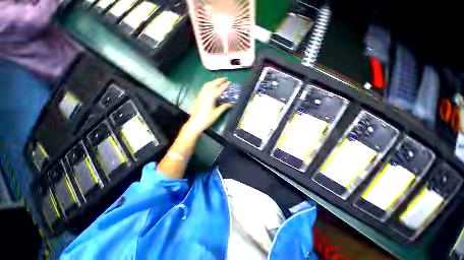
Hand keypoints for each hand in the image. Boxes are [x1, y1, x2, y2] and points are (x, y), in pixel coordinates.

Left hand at [183, 78, 231, 136]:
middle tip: (225, 78)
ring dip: (213, 81)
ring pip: (207, 85)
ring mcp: (201, 95)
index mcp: (211, 97)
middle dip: (219, 80)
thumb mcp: (216, 114)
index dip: (224, 85)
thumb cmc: (207, 119)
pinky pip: (204, 88)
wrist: (195, 123)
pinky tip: (211, 87)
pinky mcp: (198, 97)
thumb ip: (223, 107)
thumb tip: (230, 104)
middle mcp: (205, 94)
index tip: (229, 82)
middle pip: (212, 84)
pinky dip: (209, 85)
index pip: (219, 89)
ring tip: (219, 81)